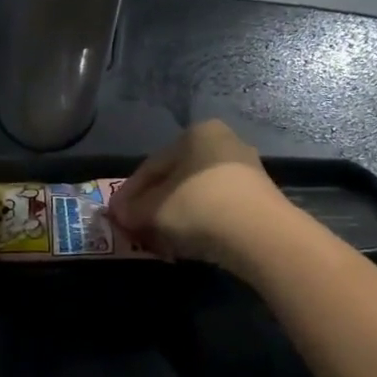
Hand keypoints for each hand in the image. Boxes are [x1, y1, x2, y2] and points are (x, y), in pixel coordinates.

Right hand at [108, 121, 290, 273]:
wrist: (261, 235)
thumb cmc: (197, 207)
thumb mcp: (152, 210)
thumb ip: (131, 210)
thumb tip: (119, 214)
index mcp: (196, 134)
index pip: (150, 166)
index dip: (128, 194)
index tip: (115, 216)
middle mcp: (223, 143)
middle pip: (174, 179)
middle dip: (152, 205)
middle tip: (135, 228)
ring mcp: (245, 170)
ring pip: (194, 195)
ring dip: (173, 216)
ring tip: (157, 239)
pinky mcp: (258, 198)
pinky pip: (216, 208)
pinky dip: (196, 223)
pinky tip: (184, 243)